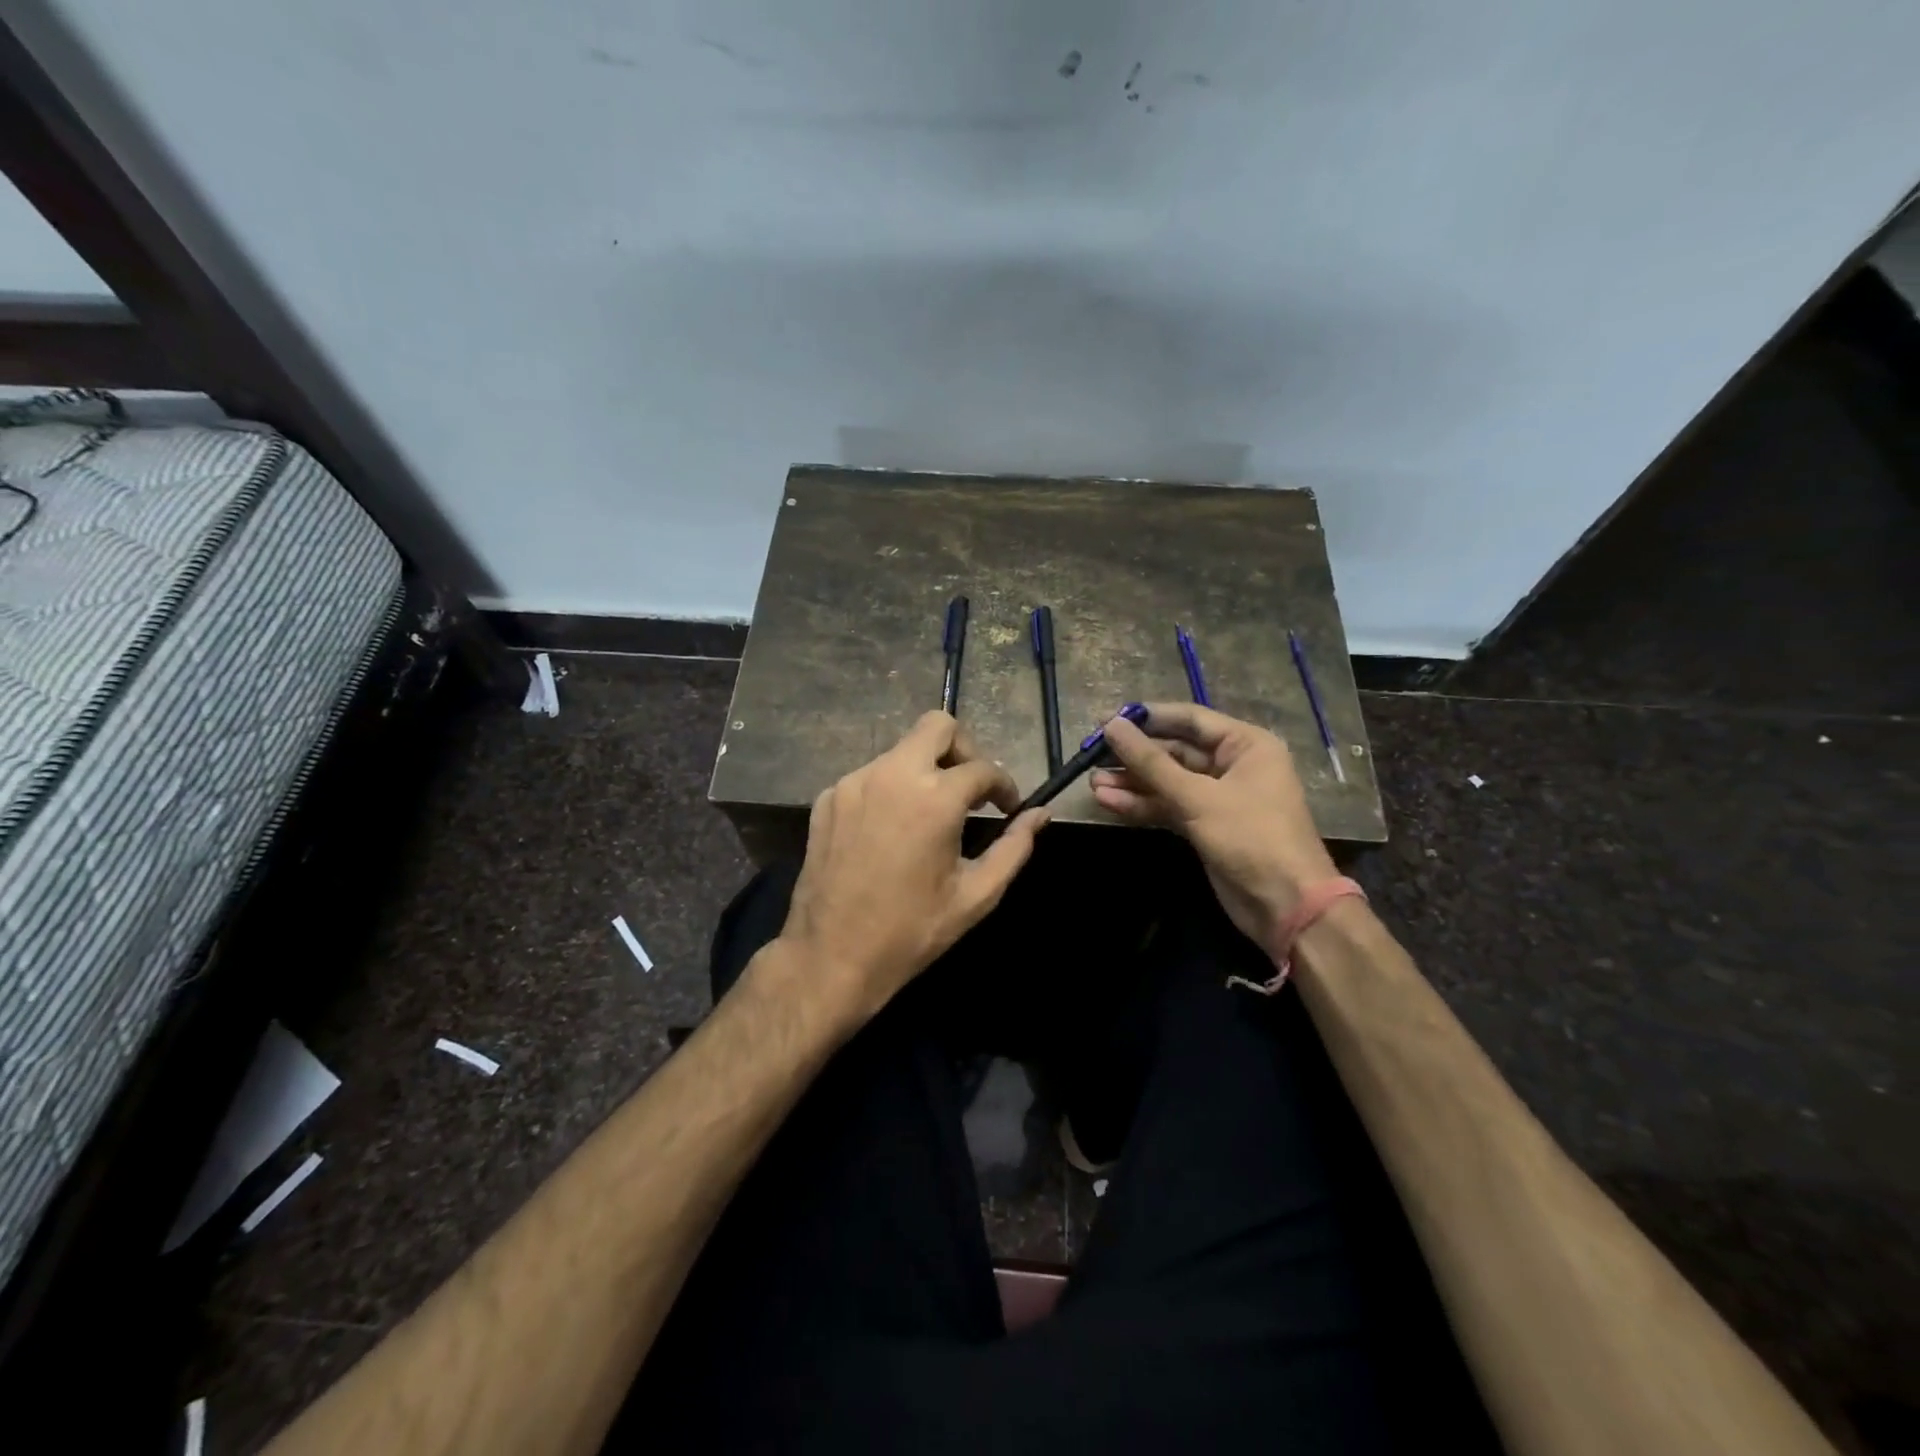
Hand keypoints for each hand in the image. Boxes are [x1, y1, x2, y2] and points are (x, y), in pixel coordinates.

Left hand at [776, 711, 1049, 1022]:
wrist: (831, 956)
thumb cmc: (911, 931)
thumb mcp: (976, 895)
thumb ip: (1015, 848)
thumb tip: (1040, 814)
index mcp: (934, 798)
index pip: (983, 769)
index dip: (1004, 786)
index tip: (1008, 807)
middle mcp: (892, 775)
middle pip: (937, 727)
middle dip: (964, 750)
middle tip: (970, 790)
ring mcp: (854, 782)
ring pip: (901, 751)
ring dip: (925, 771)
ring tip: (931, 815)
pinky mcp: (828, 797)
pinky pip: (871, 775)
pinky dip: (891, 789)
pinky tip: (892, 829)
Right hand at [1091, 703, 1337, 960]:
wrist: (1285, 905)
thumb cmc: (1251, 837)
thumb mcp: (1198, 797)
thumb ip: (1151, 762)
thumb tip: (1112, 726)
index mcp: (1246, 745)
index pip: (1190, 719)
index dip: (1148, 718)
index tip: (1107, 719)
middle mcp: (1233, 765)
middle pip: (1175, 751)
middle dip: (1135, 756)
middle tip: (1093, 756)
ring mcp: (1217, 798)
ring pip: (1167, 782)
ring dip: (1132, 783)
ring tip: (1093, 783)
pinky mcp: (1204, 826)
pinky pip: (1168, 806)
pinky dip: (1141, 805)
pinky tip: (1108, 802)